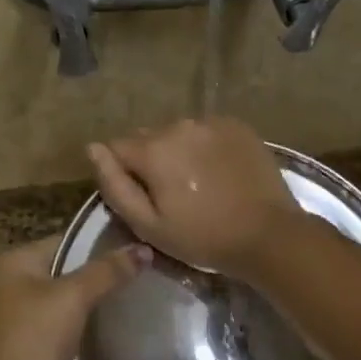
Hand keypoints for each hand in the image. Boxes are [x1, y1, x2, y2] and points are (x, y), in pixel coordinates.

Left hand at [0, 235, 148, 359]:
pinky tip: (123, 319)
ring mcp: (26, 314)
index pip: (67, 240)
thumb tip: (144, 249)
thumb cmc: (34, 340)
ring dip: (100, 297)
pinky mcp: (39, 342)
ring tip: (142, 289)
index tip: (140, 242)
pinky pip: (72, 321)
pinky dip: (92, 321)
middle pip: (70, 267)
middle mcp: (16, 283)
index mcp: (15, 262)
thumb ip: (108, 271)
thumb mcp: (73, 297)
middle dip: (104, 270)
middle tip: (147, 267)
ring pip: (72, 296)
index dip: (102, 241)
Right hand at [87, 118, 300, 279]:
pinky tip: (219, 172)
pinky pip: (206, 131)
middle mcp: (179, 125)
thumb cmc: (203, 237)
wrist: (268, 234)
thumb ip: (114, 184)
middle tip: (172, 194)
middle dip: (151, 160)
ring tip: (198, 183)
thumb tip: (92, 149)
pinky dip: (205, 147)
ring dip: (179, 152)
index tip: (142, 198)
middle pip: (147, 138)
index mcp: (153, 150)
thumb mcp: (148, 225)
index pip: (116, 148)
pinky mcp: (237, 125)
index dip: (123, 174)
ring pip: (178, 133)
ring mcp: (211, 122)